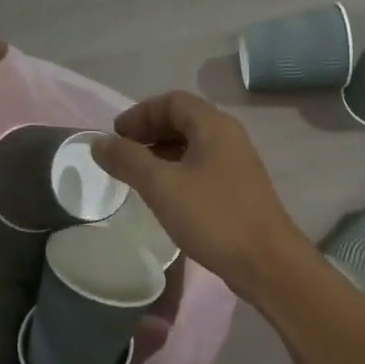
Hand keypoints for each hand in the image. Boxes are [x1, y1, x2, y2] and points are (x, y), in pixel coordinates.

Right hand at [92, 91, 313, 299]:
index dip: (139, 113)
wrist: (266, 262)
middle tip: (122, 155)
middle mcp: (228, 137)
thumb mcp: (162, 186)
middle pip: (183, 120)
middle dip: (149, 132)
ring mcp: (236, 164)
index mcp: (214, 126)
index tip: (115, 137)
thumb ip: (128, 160)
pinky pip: (202, 168)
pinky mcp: (238, 189)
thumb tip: (98, 143)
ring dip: (162, 153)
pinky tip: (164, 196)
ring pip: (192, 145)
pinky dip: (177, 171)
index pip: (172, 101)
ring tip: (137, 176)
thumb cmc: (213, 217)